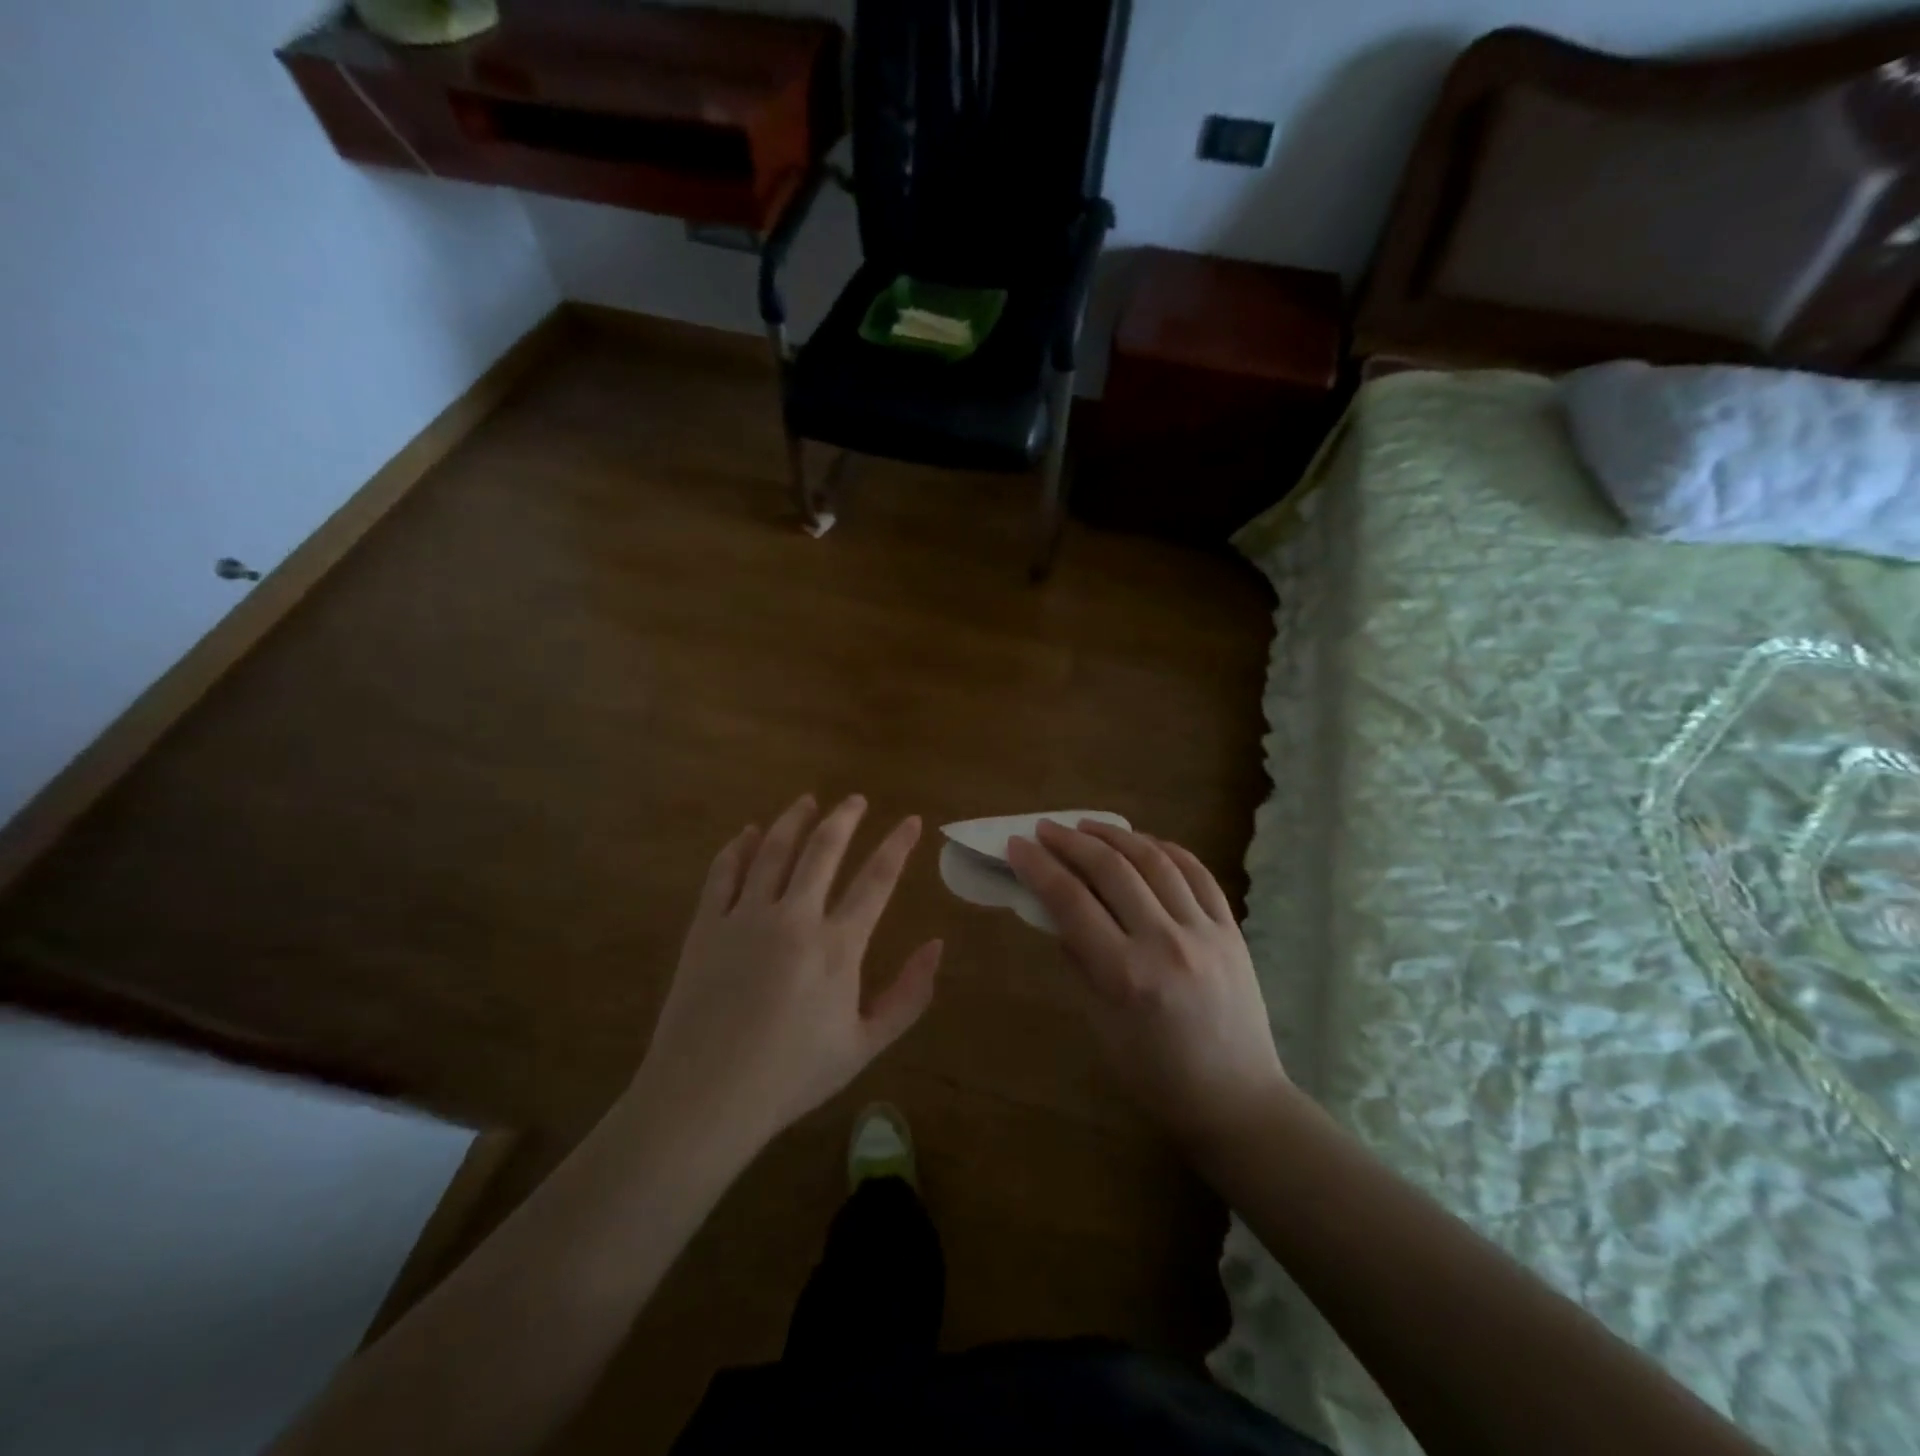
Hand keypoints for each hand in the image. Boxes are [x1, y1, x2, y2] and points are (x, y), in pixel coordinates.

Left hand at [635, 794, 942, 1150]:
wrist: (704, 1099)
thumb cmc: (792, 1076)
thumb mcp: (865, 1046)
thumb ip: (909, 995)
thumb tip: (937, 945)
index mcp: (837, 946)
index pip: (877, 879)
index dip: (897, 845)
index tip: (910, 820)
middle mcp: (793, 918)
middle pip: (823, 849)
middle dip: (844, 817)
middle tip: (855, 799)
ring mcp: (745, 918)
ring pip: (773, 850)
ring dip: (793, 819)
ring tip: (807, 801)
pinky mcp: (706, 926)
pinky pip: (724, 872)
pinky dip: (739, 846)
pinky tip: (749, 833)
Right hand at [1006, 820, 1288, 1154]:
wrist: (1236, 1100)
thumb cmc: (1156, 1076)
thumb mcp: (1101, 1027)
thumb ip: (1080, 963)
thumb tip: (1058, 914)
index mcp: (1125, 975)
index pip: (1071, 902)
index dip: (1039, 867)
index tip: (1017, 846)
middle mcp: (1165, 943)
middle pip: (1111, 870)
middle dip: (1071, 842)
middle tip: (1046, 828)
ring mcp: (1204, 932)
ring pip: (1155, 861)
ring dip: (1116, 836)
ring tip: (1087, 826)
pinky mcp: (1231, 930)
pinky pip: (1197, 874)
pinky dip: (1166, 850)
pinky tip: (1144, 842)